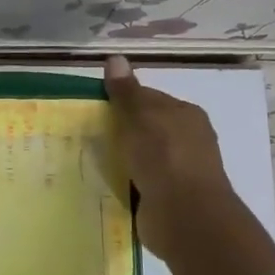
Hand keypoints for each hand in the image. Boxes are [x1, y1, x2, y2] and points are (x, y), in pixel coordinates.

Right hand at [102, 55, 234, 259]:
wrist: (185, 216)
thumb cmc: (164, 157)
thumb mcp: (140, 117)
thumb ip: (126, 92)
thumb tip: (115, 58)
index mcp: (186, 115)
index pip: (150, 98)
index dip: (123, 100)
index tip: (95, 107)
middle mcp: (187, 141)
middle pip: (146, 129)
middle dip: (121, 131)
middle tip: (86, 134)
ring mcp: (179, 172)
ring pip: (143, 158)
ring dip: (122, 160)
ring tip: (89, 160)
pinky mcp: (168, 199)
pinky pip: (140, 184)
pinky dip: (125, 184)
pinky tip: (105, 184)